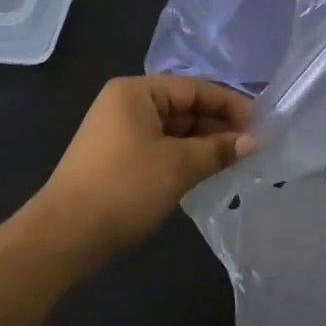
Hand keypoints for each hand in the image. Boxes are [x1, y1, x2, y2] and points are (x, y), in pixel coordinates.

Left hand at [33, 77, 254, 256]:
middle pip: (184, 107)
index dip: (229, 104)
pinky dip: (185, 156)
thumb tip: (253, 141)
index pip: (194, 88)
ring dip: (204, 143)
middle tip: (253, 145)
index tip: (260, 123)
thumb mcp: (178, 166)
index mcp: (136, 92)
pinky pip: (161, 147)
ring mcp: (120, 132)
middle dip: (218, 125)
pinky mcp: (118, 158)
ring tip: (237, 159)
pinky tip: (209, 170)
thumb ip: (218, 149)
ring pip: (174, 130)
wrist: (64, 236)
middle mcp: (126, 104)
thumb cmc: (124, 188)